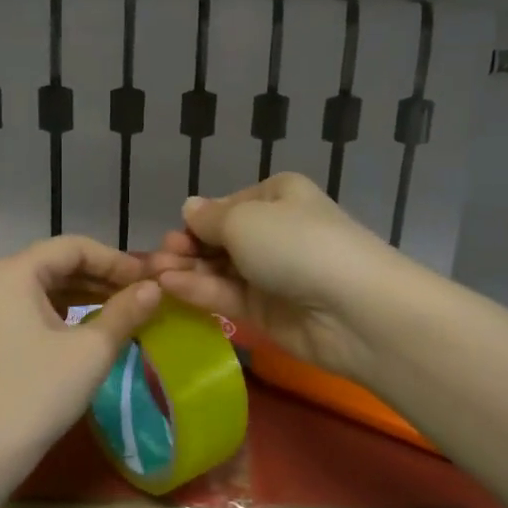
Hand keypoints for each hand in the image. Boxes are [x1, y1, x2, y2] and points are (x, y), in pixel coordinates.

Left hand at [0, 236, 160, 464]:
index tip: (150, 279)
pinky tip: (94, 326)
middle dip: (104, 276)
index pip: (75, 247)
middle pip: (59, 264)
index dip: (117, 260)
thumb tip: (155, 288)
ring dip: (88, 294)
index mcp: (15, 271)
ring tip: (127, 309)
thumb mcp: (91, 350)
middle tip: (144, 293)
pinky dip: (67, 312)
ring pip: (48, 287)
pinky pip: (35, 308)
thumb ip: (125, 312)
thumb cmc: (38, 391)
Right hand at [146, 172, 409, 383]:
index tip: (173, 234)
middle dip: (187, 247)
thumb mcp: (244, 220)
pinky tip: (170, 287)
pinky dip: (198, 290)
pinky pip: (226, 295)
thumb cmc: (297, 244)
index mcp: (276, 196)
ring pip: (219, 269)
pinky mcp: (266, 311)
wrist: (353, 309)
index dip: (197, 220)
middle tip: (157, 260)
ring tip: (154, 276)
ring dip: (186, 270)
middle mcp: (274, 231)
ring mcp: (270, 273)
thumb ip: (209, 219)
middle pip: (219, 239)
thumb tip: (189, 208)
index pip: (226, 206)